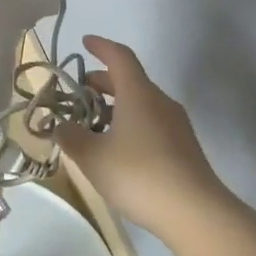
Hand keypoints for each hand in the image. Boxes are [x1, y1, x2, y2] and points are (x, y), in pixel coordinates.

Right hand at [57, 36, 235, 242]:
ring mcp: (176, 124)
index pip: (119, 57)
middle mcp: (160, 101)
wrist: (195, 212)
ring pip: (141, 103)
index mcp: (138, 94)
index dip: (101, 47)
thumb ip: (71, 137)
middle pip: (130, 80)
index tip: (85, 42)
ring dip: (115, 106)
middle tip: (79, 93)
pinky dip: (130, 123)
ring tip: (93, 126)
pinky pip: (151, 122)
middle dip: (102, 82)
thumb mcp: (92, 157)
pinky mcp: (183, 147)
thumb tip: (60, 126)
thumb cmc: (139, 175)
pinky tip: (117, 149)